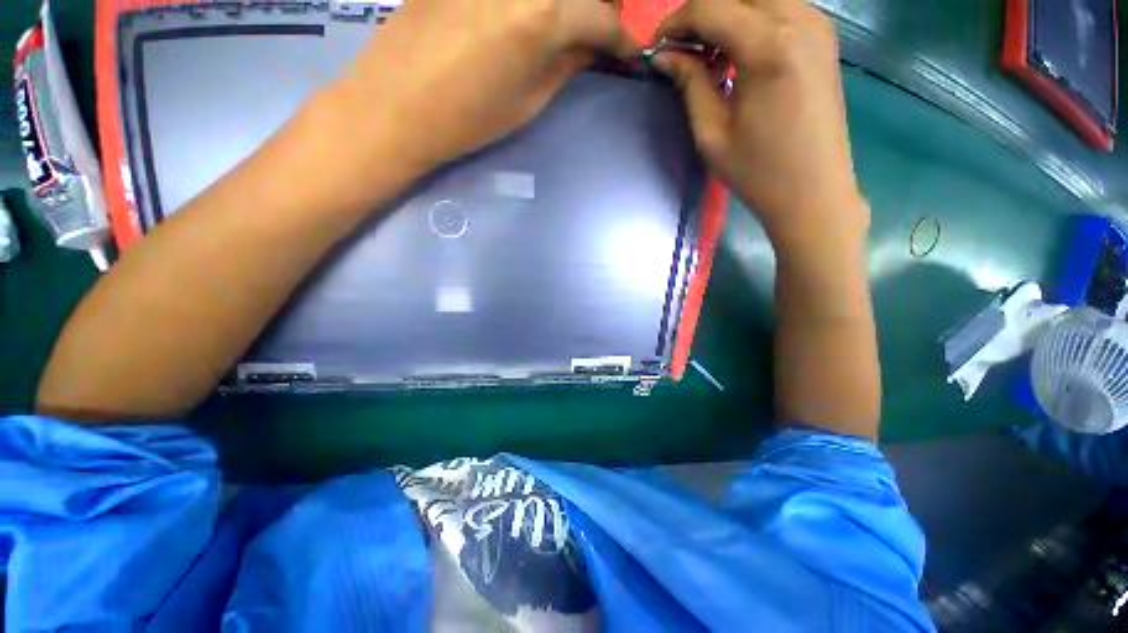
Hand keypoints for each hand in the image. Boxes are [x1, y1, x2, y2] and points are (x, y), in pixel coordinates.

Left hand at [331, 0, 638, 174]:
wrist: (398, 104)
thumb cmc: (470, 117)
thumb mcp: (530, 101)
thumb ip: (567, 64)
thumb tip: (593, 46)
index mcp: (545, 13)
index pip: (603, 18)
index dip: (621, 39)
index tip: (629, 53)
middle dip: (603, 7)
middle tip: (602, 29)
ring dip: (570, 1)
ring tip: (570, 20)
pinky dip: (535, 1)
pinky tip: (532, 15)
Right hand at [651, 0, 866, 248]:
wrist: (814, 192)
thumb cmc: (758, 172)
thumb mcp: (712, 134)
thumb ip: (690, 84)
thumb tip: (665, 56)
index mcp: (769, 46)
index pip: (710, 7)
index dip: (675, 22)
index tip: (656, 47)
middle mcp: (799, 18)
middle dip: (701, 12)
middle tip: (680, 47)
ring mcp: (817, 24)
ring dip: (727, 14)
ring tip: (706, 52)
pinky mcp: (823, 37)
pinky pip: (780, 8)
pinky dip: (751, 20)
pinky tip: (736, 53)